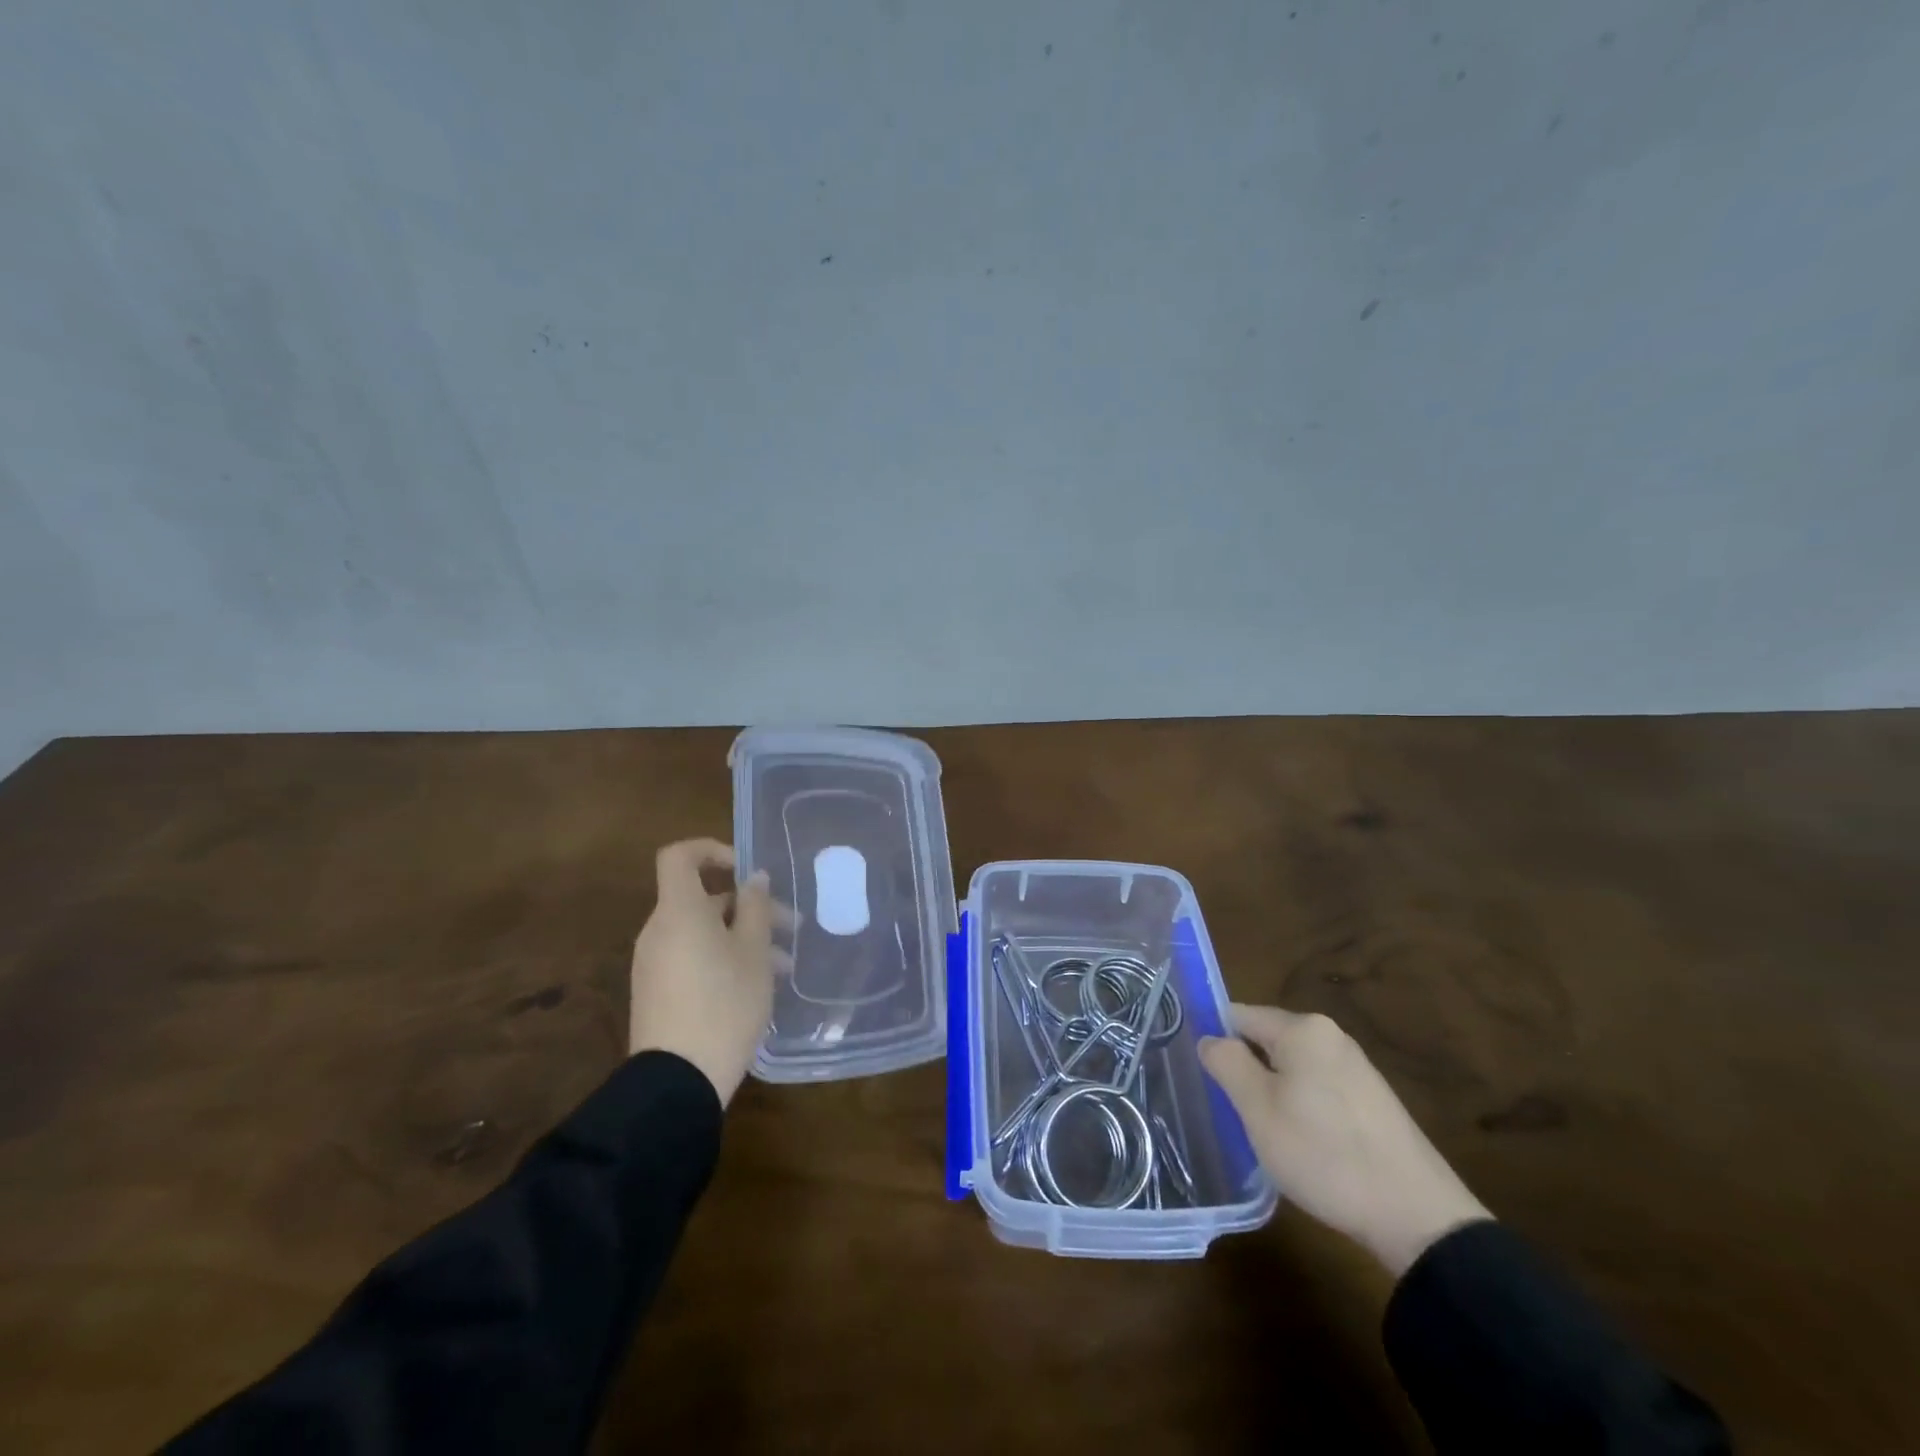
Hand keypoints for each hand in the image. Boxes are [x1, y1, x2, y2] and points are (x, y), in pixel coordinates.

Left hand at [629, 838, 786, 1106]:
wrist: (678, 1081)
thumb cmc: (724, 1003)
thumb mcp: (753, 952)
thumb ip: (755, 907)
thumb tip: (754, 878)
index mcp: (679, 911)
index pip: (679, 856)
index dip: (711, 850)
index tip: (745, 869)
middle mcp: (659, 930)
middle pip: (702, 900)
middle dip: (749, 907)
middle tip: (790, 927)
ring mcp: (654, 963)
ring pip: (703, 932)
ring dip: (743, 937)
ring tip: (783, 965)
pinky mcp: (657, 992)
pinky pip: (692, 957)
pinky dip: (723, 958)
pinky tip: (757, 985)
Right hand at [1200, 1004, 1490, 1276]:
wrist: (1417, 1218)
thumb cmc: (1324, 1153)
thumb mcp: (1258, 1109)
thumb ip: (1226, 1063)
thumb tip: (1209, 1039)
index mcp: (1303, 1029)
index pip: (1238, 1015)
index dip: (1214, 1040)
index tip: (1200, 1076)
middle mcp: (1331, 1036)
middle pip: (1267, 1041)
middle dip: (1245, 1069)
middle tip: (1229, 1111)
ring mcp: (1357, 1068)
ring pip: (1292, 1068)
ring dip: (1272, 1092)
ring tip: (1263, 1133)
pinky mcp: (1372, 1101)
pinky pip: (1318, 1089)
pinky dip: (1301, 1108)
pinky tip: (1302, 1145)